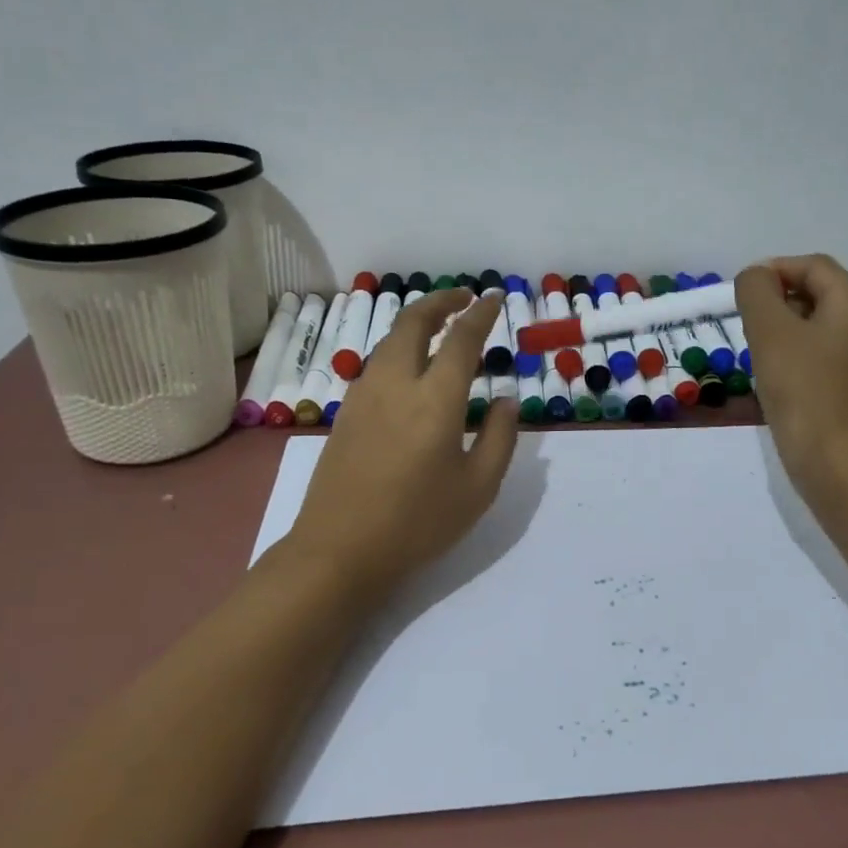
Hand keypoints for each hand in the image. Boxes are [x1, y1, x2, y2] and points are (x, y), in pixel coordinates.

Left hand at [286, 288, 518, 600]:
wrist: (339, 549)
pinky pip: (376, 363)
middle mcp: (396, 384)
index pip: (461, 339)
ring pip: (390, 340)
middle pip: (413, 322)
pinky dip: (398, 347)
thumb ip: (501, 437)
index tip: (495, 298)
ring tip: (439, 325)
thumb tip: (507, 400)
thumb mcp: (478, 488)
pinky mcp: (347, 412)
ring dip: (416, 322)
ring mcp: (365, 396)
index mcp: (435, 399)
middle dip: (440, 301)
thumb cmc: (418, 522)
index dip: (480, 313)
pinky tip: (410, 366)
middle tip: (463, 297)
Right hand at [735, 255, 847, 523]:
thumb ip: (757, 293)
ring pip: (815, 327)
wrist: (840, 468)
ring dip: (781, 333)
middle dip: (775, 302)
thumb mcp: (771, 333)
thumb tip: (756, 278)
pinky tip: (775, 384)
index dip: (773, 270)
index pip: (812, 265)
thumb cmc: (805, 393)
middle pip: (816, 293)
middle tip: (746, 329)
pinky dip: (793, 359)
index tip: (739, 295)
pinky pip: (819, 357)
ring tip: (757, 357)